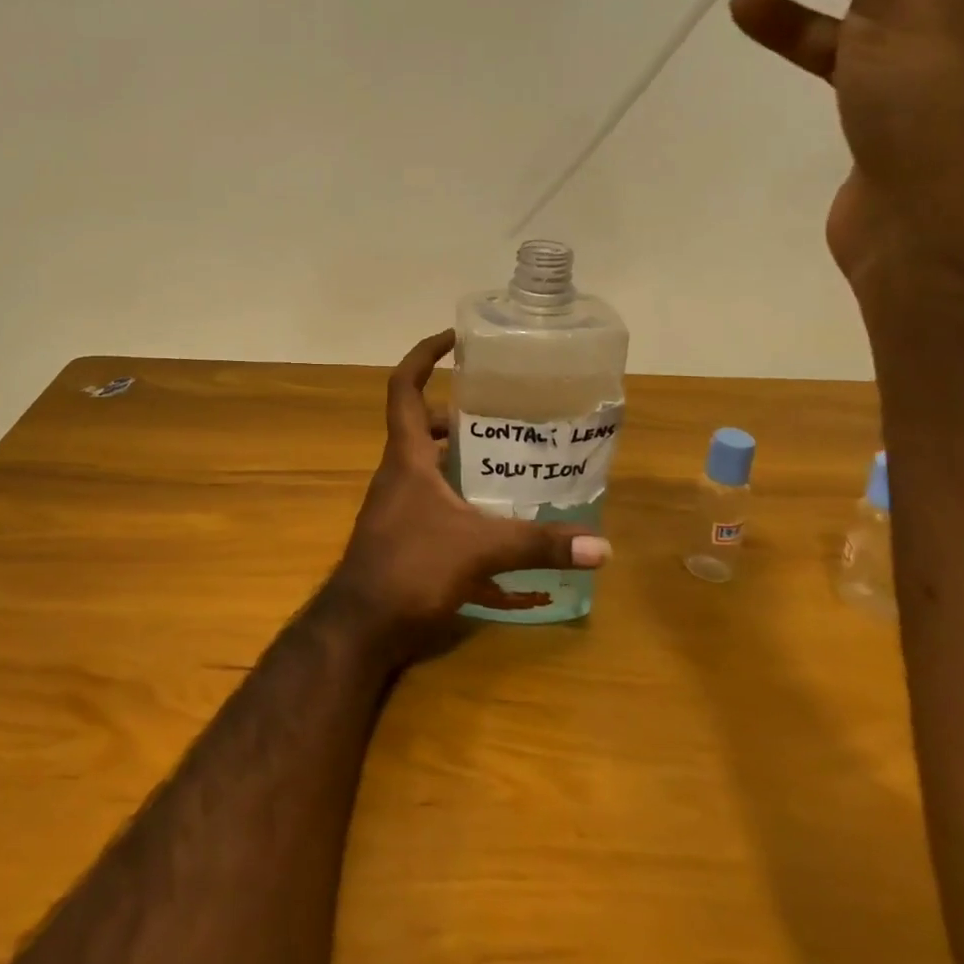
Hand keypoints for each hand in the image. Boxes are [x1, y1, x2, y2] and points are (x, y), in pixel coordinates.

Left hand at [323, 331, 611, 658]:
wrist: (361, 626)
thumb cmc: (410, 567)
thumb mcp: (479, 549)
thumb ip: (537, 544)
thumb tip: (602, 546)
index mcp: (407, 456)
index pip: (403, 386)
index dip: (423, 355)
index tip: (454, 338)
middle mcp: (398, 472)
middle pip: (422, 426)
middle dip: (457, 415)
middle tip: (501, 415)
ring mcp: (398, 504)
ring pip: (430, 466)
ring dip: (462, 460)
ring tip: (507, 462)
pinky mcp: (403, 534)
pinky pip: (434, 503)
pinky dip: (462, 503)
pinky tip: (496, 524)